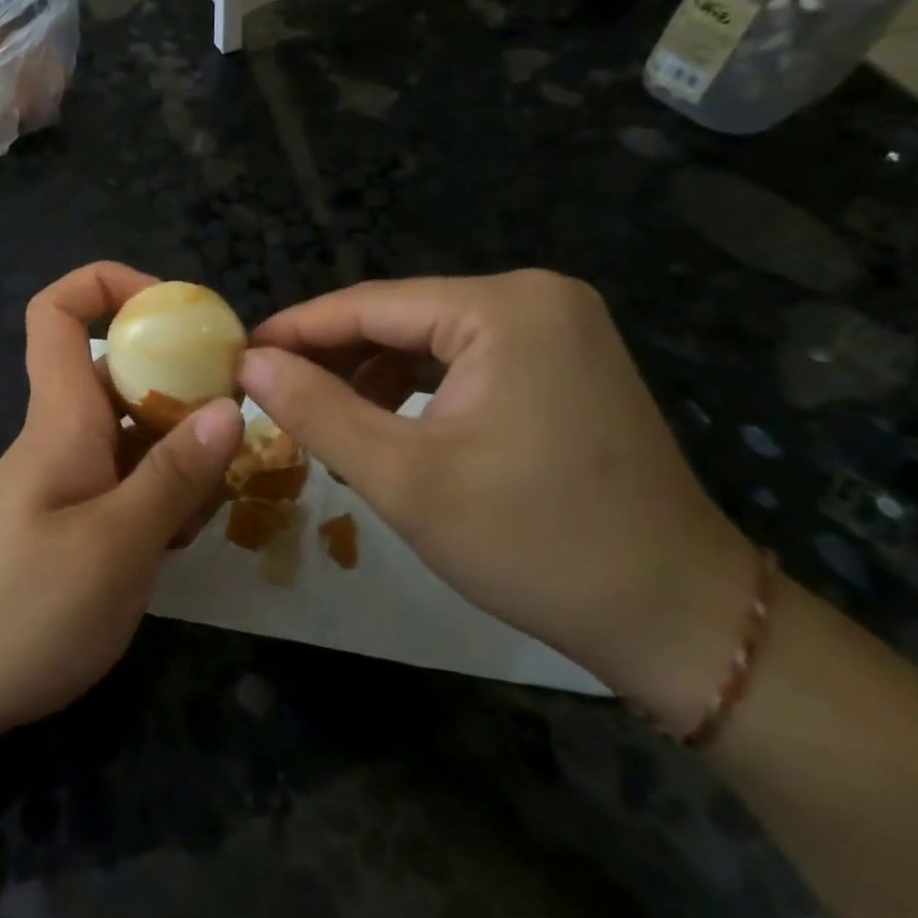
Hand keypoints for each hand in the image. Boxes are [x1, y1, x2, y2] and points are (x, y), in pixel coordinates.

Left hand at [0, 262, 242, 747]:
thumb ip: (173, 477)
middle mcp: (64, 434)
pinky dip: (164, 494)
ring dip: (181, 452)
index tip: (174, 309)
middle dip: (180, 384)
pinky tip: (184, 537)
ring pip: (136, 431)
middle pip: (121, 372)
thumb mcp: (114, 547)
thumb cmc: (23, 612)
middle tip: (234, 425)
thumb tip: (229, 408)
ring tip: (213, 501)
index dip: (109, 285)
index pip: (58, 312)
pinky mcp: (76, 518)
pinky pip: (130, 480)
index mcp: (61, 418)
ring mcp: (70, 478)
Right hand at [239, 270, 757, 731]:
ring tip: (325, 423)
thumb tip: (248, 363)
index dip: (295, 331)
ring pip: (427, 339)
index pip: (368, 305)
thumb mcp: (403, 478)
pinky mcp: (565, 360)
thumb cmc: (536, 545)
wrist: (680, 620)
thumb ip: (315, 410)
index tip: (237, 356)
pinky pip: (463, 358)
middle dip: (332, 359)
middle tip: (270, 396)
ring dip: (370, 377)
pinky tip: (387, 428)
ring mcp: (558, 327)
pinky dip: (416, 389)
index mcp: (504, 308)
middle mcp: (535, 297)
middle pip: (399, 318)